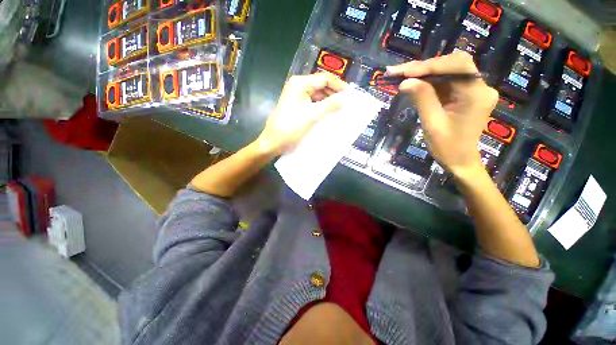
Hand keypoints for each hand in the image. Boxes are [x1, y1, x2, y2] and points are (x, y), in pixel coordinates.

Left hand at [254, 73, 347, 155]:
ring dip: (328, 100)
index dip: (339, 85)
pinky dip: (321, 106)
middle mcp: (298, 85)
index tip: (351, 95)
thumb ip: (330, 105)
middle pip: (321, 85)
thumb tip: (347, 98)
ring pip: (317, 94)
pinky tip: (329, 113)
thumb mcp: (312, 116)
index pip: (324, 78)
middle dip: (334, 93)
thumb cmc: (291, 128)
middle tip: (347, 103)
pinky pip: (312, 102)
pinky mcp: (296, 104)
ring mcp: (296, 95)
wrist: (274, 141)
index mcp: (300, 83)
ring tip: (340, 109)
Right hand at [387, 52, 498, 176]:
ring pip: (448, 71)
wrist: (460, 161)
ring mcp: (473, 90)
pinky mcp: (465, 95)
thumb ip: (422, 100)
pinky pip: (446, 82)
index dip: (429, 66)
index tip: (404, 72)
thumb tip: (405, 82)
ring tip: (401, 76)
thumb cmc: (448, 148)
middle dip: (425, 66)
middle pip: (453, 64)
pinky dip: (428, 81)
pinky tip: (413, 83)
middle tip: (400, 72)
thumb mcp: (432, 124)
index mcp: (476, 94)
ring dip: (424, 72)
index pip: (456, 66)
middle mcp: (480, 87)